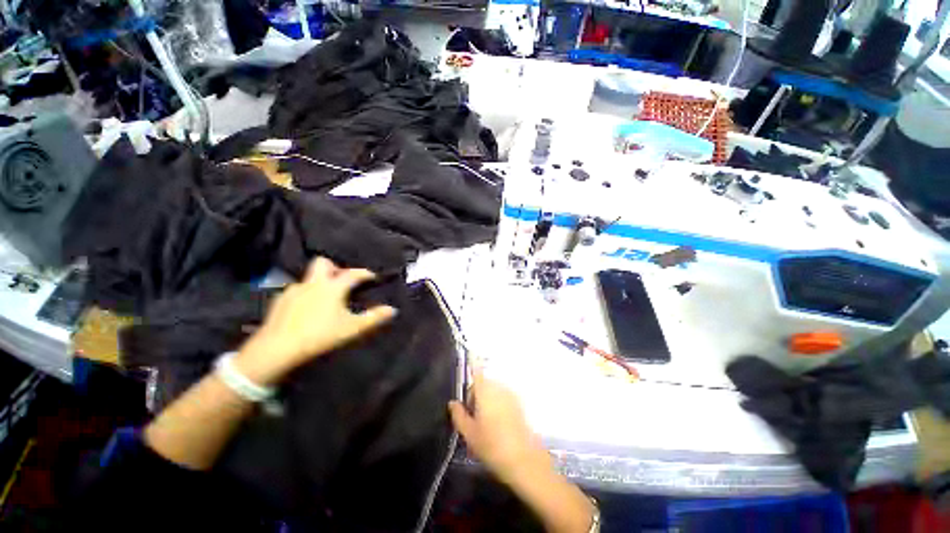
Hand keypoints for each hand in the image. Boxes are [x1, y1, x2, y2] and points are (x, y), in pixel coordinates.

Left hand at [235, 257, 396, 384]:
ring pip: (309, 278)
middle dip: (335, 268)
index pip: (353, 273)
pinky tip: (306, 309)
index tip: (372, 277)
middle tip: (342, 281)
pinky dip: (305, 295)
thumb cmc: (320, 335)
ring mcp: (294, 290)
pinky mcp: (279, 301)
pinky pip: (296, 291)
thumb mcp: (352, 328)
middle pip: (323, 263)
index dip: (365, 273)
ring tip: (325, 298)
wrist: (277, 349)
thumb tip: (392, 310)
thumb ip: (374, 318)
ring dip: (319, 282)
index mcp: (332, 287)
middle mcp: (313, 283)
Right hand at [448, 368, 551, 487]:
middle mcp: (499, 387)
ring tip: (483, 422)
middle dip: (475, 393)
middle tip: (471, 415)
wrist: (523, 459)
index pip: (476, 370)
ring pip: (493, 390)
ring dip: (486, 399)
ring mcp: (511, 394)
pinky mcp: (519, 404)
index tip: (467, 360)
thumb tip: (453, 402)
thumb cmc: (492, 445)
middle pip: (483, 382)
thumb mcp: (469, 433)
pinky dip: (497, 403)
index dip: (471, 364)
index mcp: (485, 390)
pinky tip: (497, 424)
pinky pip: (503, 397)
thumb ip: (458, 415)